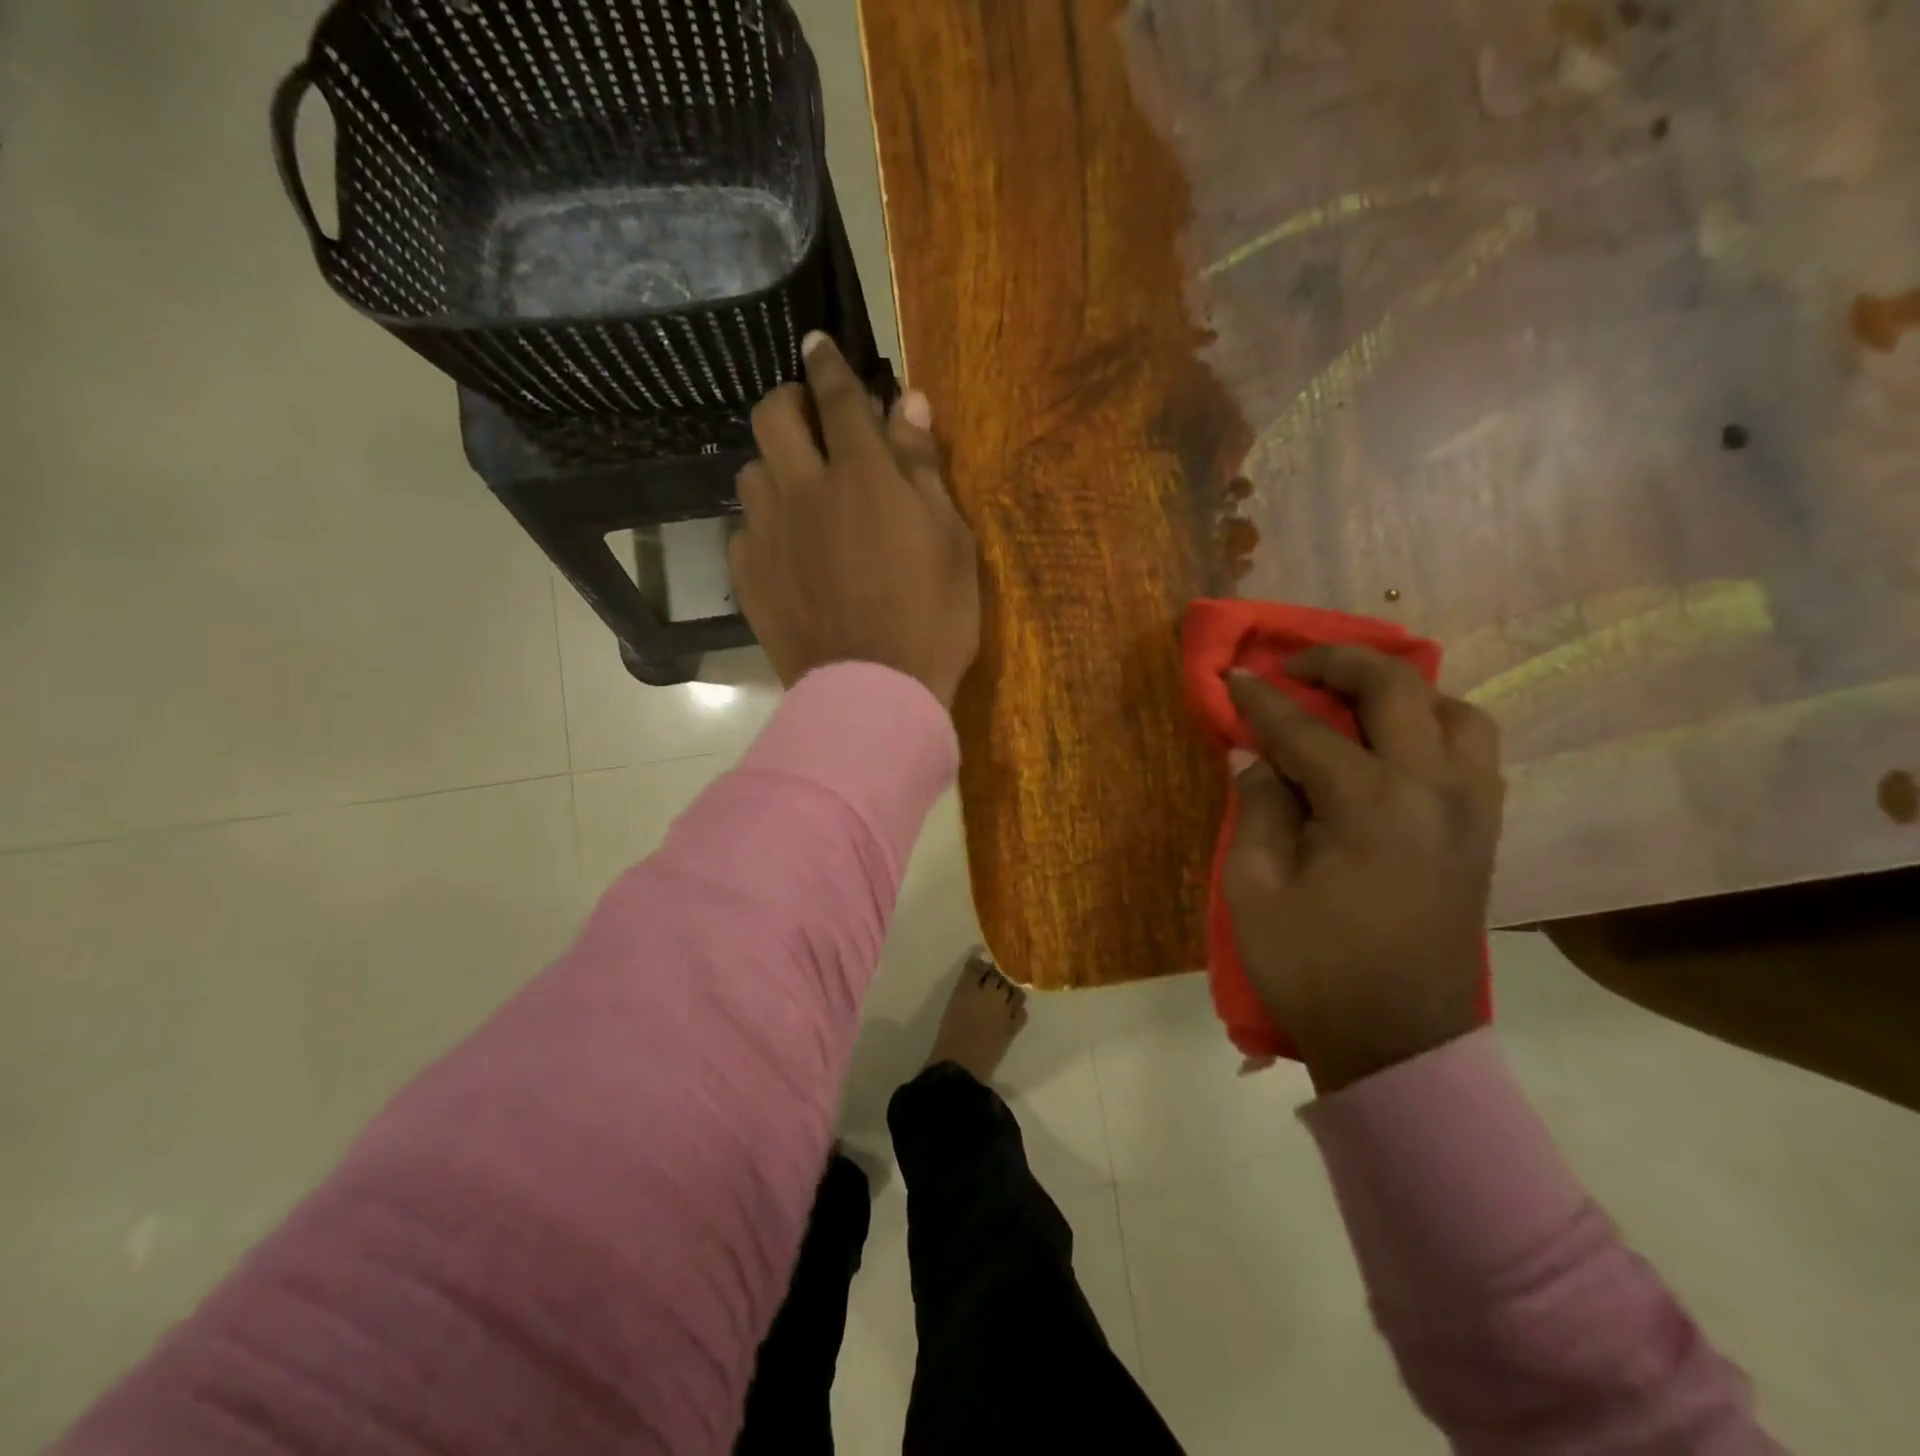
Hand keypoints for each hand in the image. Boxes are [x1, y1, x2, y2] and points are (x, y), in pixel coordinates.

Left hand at [730, 334, 979, 706]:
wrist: (874, 693)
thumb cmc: (932, 619)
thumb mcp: (950, 541)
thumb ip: (923, 468)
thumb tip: (908, 401)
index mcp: (862, 476)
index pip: (839, 397)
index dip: (829, 363)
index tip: (817, 342)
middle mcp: (805, 490)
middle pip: (773, 416)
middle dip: (789, 401)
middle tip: (810, 418)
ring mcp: (769, 534)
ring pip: (751, 471)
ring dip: (774, 466)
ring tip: (798, 490)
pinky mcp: (749, 575)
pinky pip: (744, 530)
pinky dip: (764, 526)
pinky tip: (786, 551)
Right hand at [1222, 647, 1504, 1092]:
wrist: (1398, 1041)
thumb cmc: (1313, 967)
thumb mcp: (1255, 888)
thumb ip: (1258, 807)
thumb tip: (1257, 756)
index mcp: (1371, 804)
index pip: (1305, 729)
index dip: (1260, 700)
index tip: (1231, 676)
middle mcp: (1434, 790)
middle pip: (1397, 690)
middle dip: (1339, 663)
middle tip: (1294, 667)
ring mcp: (1470, 810)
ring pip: (1455, 712)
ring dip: (1402, 691)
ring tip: (1355, 702)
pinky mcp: (1483, 833)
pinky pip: (1473, 752)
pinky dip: (1435, 728)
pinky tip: (1396, 747)